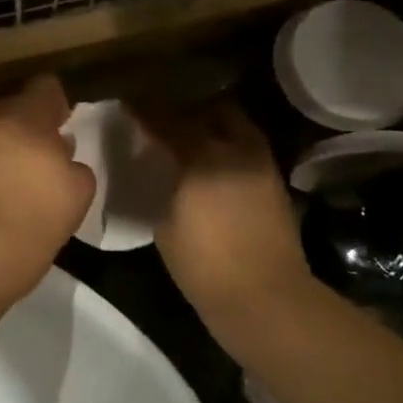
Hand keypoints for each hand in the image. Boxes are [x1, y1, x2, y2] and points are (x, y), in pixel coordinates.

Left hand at [0, 75, 95, 302]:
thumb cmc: (41, 213)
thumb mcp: (80, 188)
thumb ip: (74, 164)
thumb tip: (61, 157)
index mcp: (27, 119)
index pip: (43, 90)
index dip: (55, 100)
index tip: (62, 116)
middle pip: (12, 109)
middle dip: (27, 122)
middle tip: (43, 146)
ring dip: (6, 143)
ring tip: (20, 169)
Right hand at [131, 100, 312, 332]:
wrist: (265, 298)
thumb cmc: (204, 265)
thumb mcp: (165, 223)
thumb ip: (161, 184)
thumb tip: (158, 167)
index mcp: (201, 158)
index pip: (166, 121)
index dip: (145, 112)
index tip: (128, 105)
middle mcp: (234, 150)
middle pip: (208, 109)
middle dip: (185, 107)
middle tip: (163, 113)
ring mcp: (260, 162)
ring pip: (234, 122)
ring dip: (211, 120)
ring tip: (190, 128)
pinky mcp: (274, 179)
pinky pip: (246, 145)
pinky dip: (228, 141)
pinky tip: (212, 154)